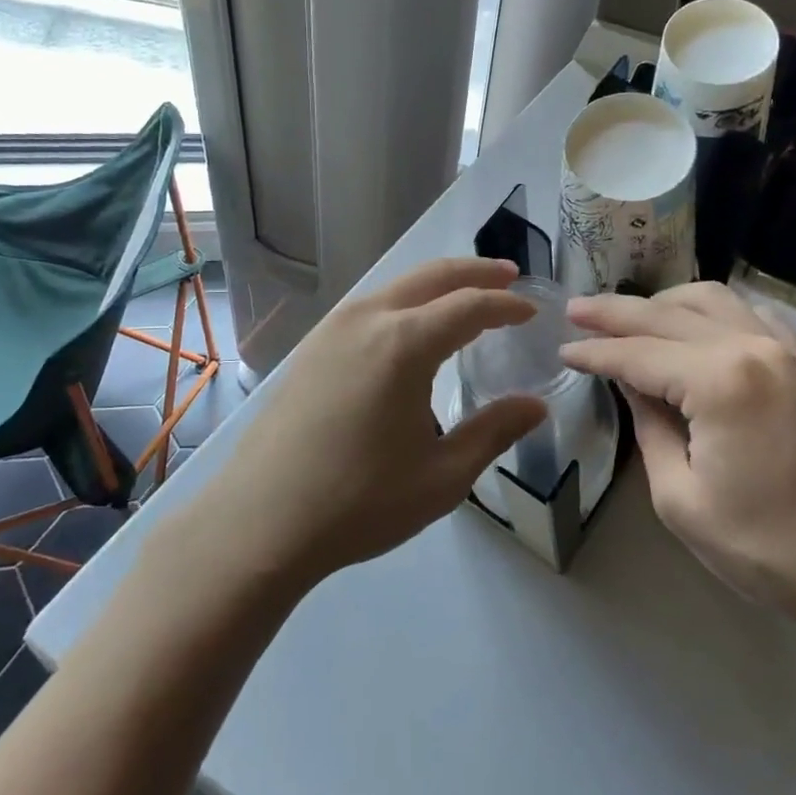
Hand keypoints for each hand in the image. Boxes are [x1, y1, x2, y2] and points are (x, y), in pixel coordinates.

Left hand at [194, 259, 547, 587]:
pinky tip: (412, 328)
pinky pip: (371, 306)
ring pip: (397, 286)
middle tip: (509, 276)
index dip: (507, 305)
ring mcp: (332, 328)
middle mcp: (368, 319)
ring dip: (438, 284)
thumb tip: (536, 406)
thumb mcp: (442, 476)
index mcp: (404, 343)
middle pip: (432, 276)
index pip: (470, 306)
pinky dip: (405, 302)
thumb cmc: (359, 502)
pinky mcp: (311, 347)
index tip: (532, 312)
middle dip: (476, 272)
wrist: (260, 522)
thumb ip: (494, 432)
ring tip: (466, 297)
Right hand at [561, 282, 795, 625]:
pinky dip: (711, 309)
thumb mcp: (680, 497)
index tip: (562, 350)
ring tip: (628, 315)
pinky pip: (748, 313)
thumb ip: (648, 427)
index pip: (638, 354)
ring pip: (710, 299)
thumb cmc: (762, 545)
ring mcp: (783, 349)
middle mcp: (751, 347)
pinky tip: (692, 322)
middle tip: (575, 310)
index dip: (596, 353)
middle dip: (616, 312)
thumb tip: (630, 383)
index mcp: (719, 381)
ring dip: (662, 302)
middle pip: (667, 314)